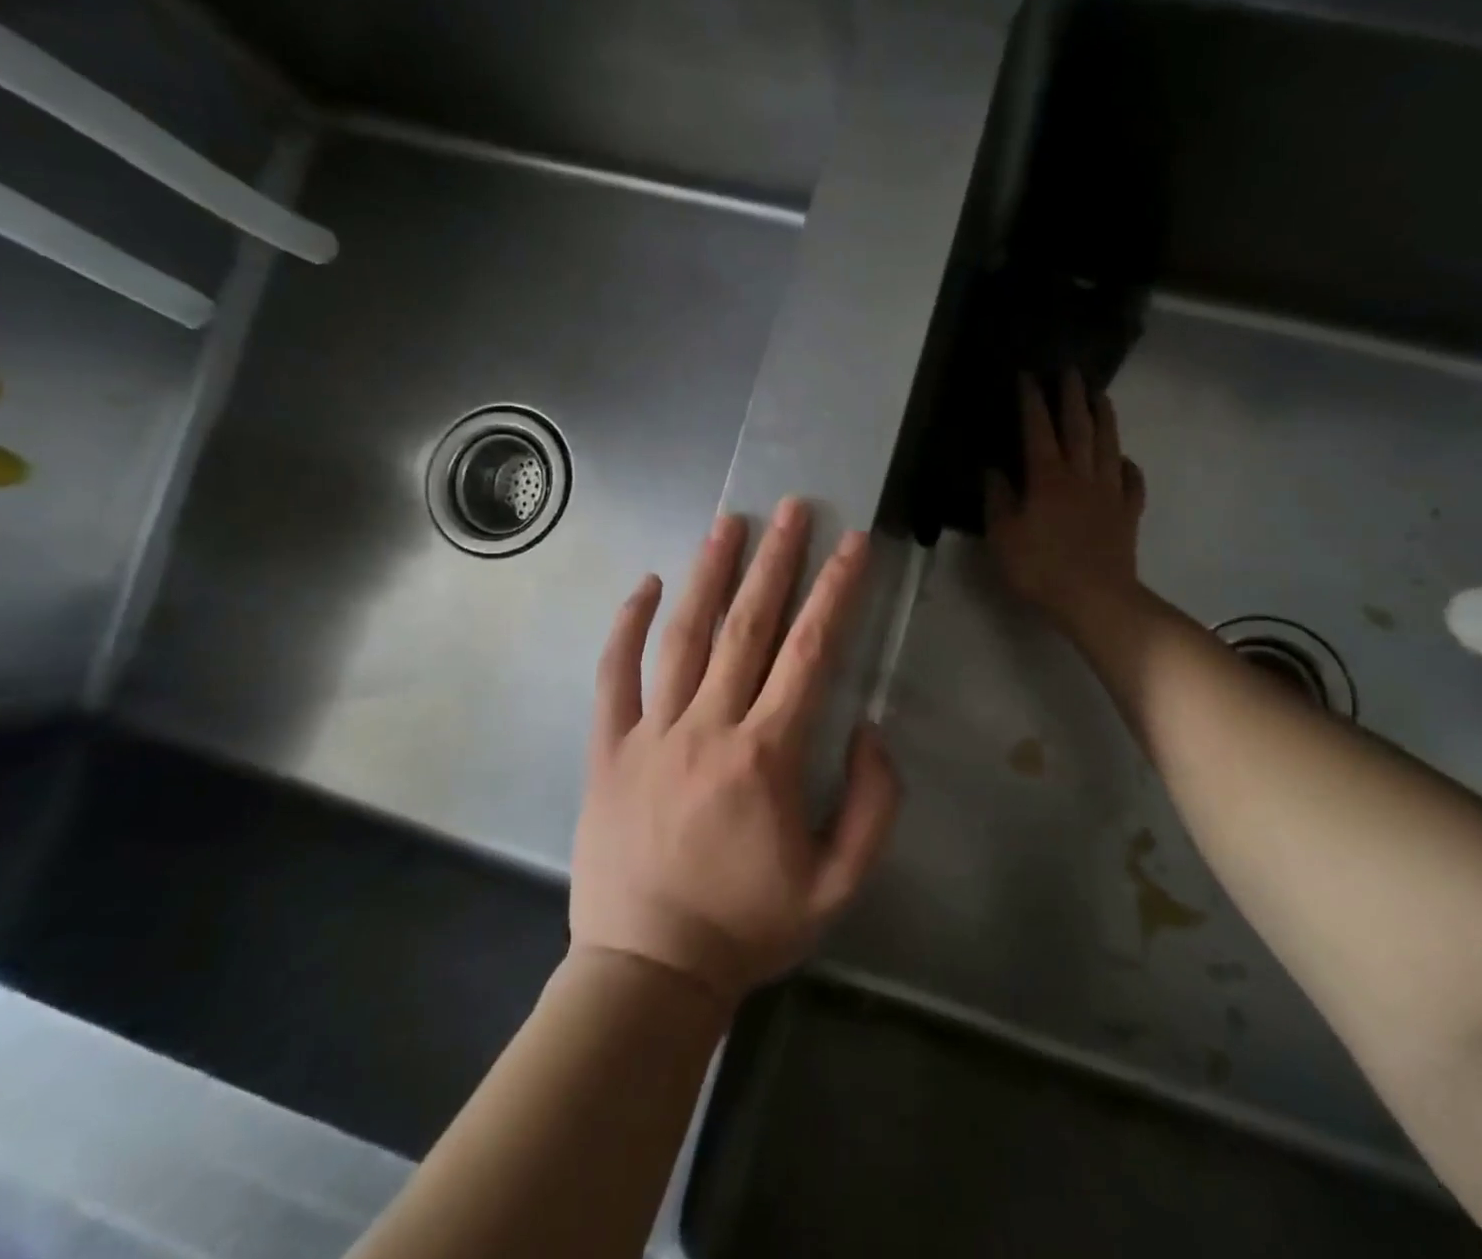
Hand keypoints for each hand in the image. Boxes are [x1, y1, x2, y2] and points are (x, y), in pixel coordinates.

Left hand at [571, 498, 901, 1007]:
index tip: (852, 544)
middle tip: (792, 508)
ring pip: (682, 636)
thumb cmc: (749, 927)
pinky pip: (614, 675)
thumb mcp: (839, 884)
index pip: (811, 653)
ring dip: (709, 574)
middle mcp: (708, 727)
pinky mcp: (608, 748)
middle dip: (776, 561)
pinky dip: (627, 626)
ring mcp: (651, 733)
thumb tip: (869, 729)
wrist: (648, 973)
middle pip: (748, 626)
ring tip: (729, 523)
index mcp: (767, 755)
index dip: (836, 592)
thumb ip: (873, 804)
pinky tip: (644, 584)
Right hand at [985, 369, 1146, 634]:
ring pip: (1108, 445)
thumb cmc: (1040, 568)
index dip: (1032, 401)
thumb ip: (998, 500)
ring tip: (1101, 396)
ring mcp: (1109, 493)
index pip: (1038, 429)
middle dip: (1072, 396)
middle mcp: (1080, 475)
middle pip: (1078, 427)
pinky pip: (1131, 481)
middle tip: (1071, 371)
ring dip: (1104, 418)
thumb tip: (994, 471)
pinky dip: (1128, 466)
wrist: (1095, 598)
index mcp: (1047, 478)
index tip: (1028, 376)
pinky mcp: (1127, 513)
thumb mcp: (1003, 537)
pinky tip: (1124, 460)